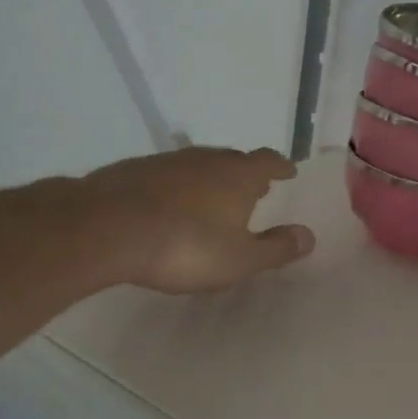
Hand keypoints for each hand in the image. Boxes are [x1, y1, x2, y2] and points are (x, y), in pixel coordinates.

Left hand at [74, 147, 314, 294]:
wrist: (107, 228)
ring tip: (210, 199)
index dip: (280, 166)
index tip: (288, 171)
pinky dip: (175, 188)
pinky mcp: (133, 170)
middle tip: (252, 189)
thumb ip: (276, 248)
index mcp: (238, 176)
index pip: (269, 161)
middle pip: (233, 159)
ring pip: (198, 165)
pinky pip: (166, 176)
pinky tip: (167, 207)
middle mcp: (206, 159)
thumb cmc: (185, 246)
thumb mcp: (239, 259)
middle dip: (245, 173)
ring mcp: (167, 161)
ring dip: (208, 179)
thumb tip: (310, 236)